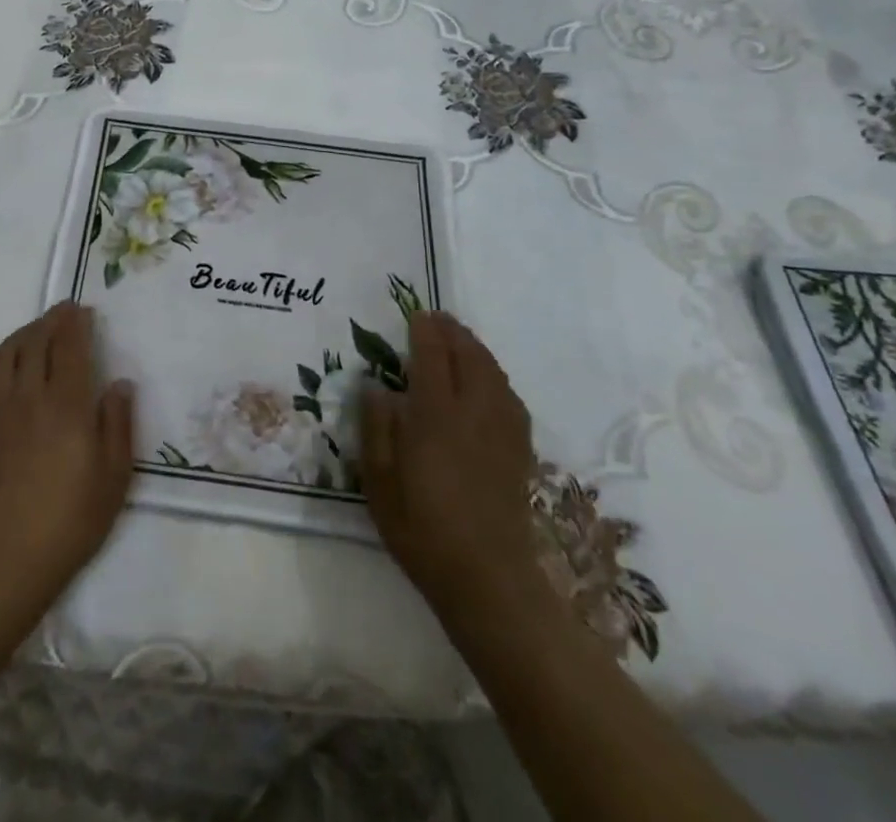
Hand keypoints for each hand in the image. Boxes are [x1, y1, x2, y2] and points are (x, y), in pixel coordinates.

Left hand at [0, 303, 134, 617]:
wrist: (11, 556)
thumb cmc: (72, 517)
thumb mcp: (114, 475)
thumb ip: (118, 423)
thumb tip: (120, 383)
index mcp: (66, 404)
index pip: (69, 347)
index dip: (76, 323)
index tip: (84, 310)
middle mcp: (30, 397)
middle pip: (36, 342)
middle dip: (51, 320)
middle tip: (64, 310)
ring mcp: (0, 411)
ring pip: (7, 354)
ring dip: (24, 333)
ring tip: (37, 327)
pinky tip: (4, 360)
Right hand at [361, 311, 543, 615]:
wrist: (488, 580)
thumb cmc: (422, 529)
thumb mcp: (379, 482)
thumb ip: (376, 428)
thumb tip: (376, 386)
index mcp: (436, 417)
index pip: (432, 357)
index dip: (424, 331)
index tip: (416, 314)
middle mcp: (473, 413)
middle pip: (469, 357)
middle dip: (453, 332)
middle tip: (437, 319)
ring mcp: (502, 431)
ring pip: (494, 373)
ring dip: (476, 349)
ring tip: (460, 340)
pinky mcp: (519, 450)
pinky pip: (509, 396)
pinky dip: (495, 375)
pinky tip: (487, 381)